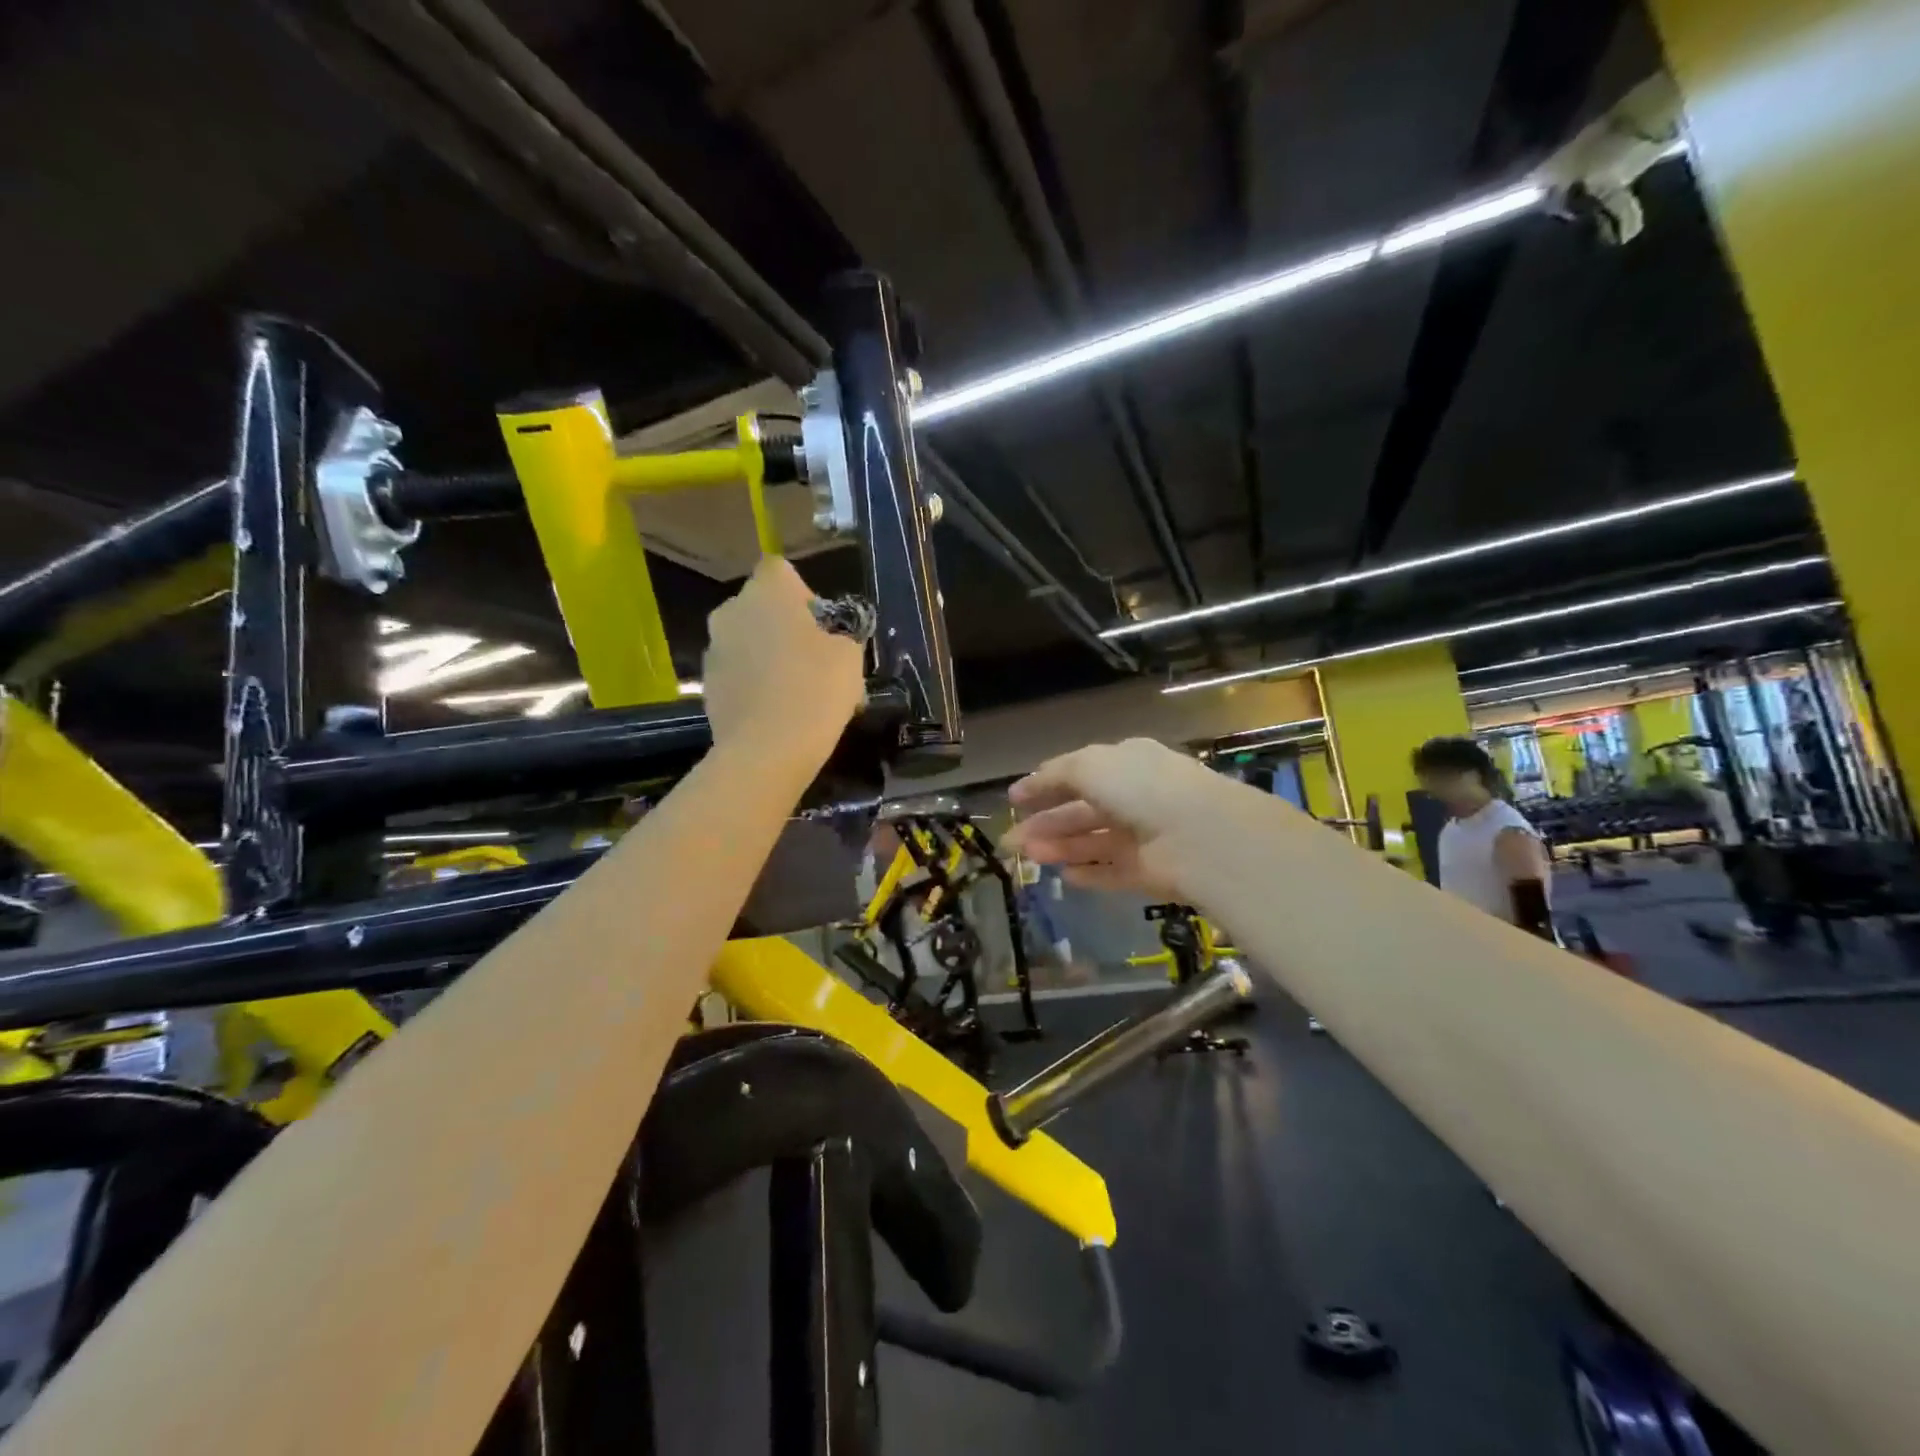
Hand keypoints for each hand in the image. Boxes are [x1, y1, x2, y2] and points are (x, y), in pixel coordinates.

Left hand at [703, 558, 864, 763]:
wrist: (766, 751)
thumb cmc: (815, 691)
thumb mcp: (850, 658)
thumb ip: (839, 638)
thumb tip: (827, 643)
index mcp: (767, 592)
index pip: (780, 569)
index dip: (802, 592)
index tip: (819, 624)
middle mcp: (731, 611)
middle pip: (760, 607)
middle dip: (784, 626)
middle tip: (813, 660)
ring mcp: (713, 650)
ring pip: (747, 642)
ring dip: (767, 656)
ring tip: (796, 692)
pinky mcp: (706, 685)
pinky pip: (737, 674)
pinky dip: (754, 685)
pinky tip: (777, 713)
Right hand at [1002, 738, 1247, 898]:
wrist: (1197, 834)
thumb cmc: (1139, 787)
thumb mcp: (1088, 766)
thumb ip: (1053, 776)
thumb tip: (1024, 786)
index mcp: (1125, 763)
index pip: (1079, 773)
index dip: (1045, 786)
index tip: (1014, 801)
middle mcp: (1135, 796)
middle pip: (1081, 811)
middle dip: (1045, 824)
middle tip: (1010, 841)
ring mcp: (1143, 836)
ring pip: (1093, 842)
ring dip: (1060, 848)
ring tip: (1028, 857)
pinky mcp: (1150, 871)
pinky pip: (1112, 871)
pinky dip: (1089, 873)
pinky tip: (1064, 877)